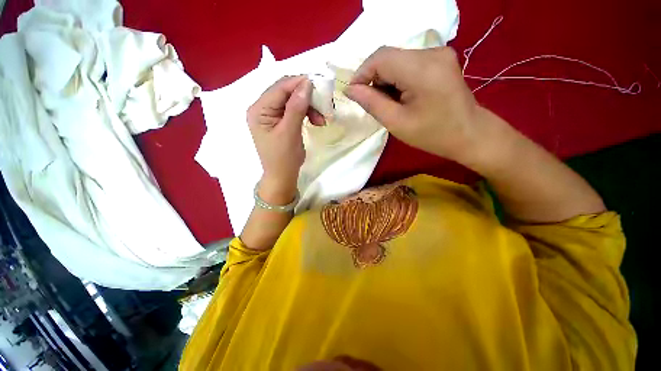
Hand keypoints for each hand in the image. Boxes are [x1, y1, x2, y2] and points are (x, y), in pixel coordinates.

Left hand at [247, 76, 323, 204]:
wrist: (282, 176)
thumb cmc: (283, 158)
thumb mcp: (290, 133)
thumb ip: (296, 108)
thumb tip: (307, 83)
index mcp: (259, 110)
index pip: (280, 88)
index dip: (299, 83)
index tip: (320, 85)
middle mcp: (263, 108)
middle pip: (287, 92)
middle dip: (307, 98)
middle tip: (324, 107)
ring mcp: (272, 114)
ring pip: (293, 101)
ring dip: (309, 107)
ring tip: (321, 120)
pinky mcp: (281, 121)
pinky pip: (295, 110)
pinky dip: (307, 113)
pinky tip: (316, 121)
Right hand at [344, 46, 483, 163]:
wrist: (469, 134)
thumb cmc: (432, 134)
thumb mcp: (396, 123)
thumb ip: (371, 103)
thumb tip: (350, 89)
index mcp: (422, 69)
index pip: (381, 57)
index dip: (362, 73)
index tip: (354, 93)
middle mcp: (432, 52)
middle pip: (389, 57)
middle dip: (374, 79)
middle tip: (374, 103)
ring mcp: (439, 53)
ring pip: (397, 60)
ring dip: (386, 80)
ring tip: (390, 103)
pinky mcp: (441, 58)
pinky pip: (409, 63)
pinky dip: (398, 78)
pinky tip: (402, 96)